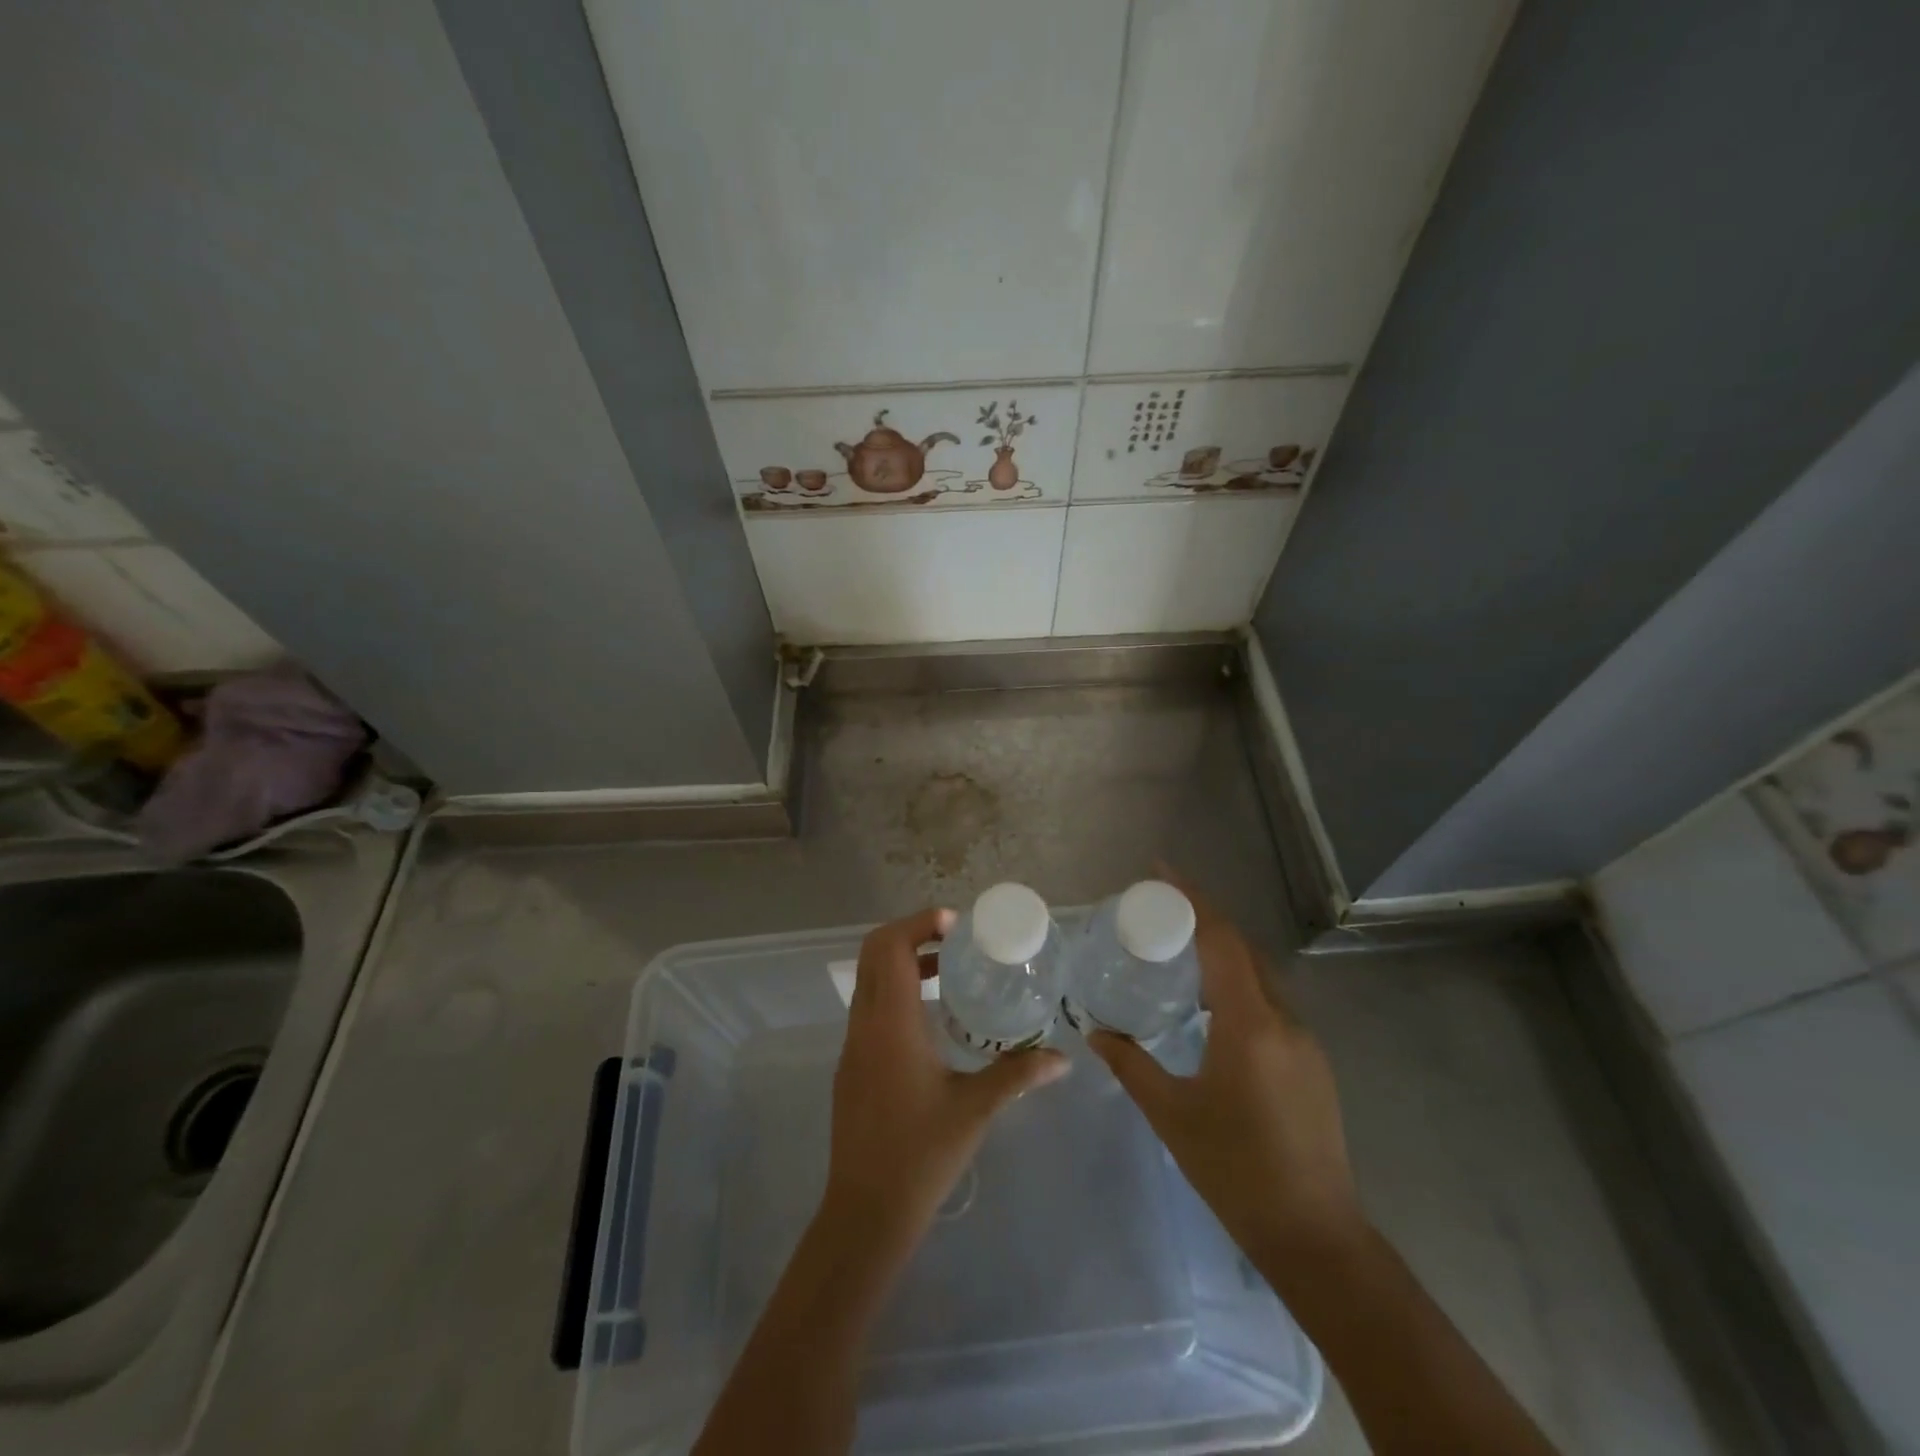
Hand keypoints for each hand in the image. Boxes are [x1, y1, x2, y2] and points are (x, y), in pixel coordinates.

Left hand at [825, 907, 1069, 1244]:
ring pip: (869, 979)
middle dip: (910, 934)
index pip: (890, 945)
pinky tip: (931, 1018)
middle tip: (954, 940)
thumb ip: (1018, 1074)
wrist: (865, 1212)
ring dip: (902, 962)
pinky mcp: (852, 1064)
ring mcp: (853, 1044)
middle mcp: (865, 1023)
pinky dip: (895, 991)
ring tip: (948, 971)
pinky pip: (869, 1006)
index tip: (956, 926)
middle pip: (873, 952)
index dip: (919, 922)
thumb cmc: (921, 1154)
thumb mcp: (975, 1109)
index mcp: (891, 1023)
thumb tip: (1062, 1059)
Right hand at [1087, 876, 1364, 1273]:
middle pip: (1243, 948)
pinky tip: (1213, 1005)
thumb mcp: (1172, 1113)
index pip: (1221, 940)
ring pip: (1260, 975)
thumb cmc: (1235, 1169)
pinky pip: (1270, 1002)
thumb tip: (1095, 1031)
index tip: (1161, 871)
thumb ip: (1131, 1065)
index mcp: (1250, 1024)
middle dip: (1204, 919)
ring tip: (1180, 950)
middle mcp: (1283, 1020)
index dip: (1193, 899)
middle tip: (1161, 910)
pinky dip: (1239, 984)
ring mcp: (1304, 1041)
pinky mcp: (1312, 1062)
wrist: (1314, 1235)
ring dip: (1223, 952)